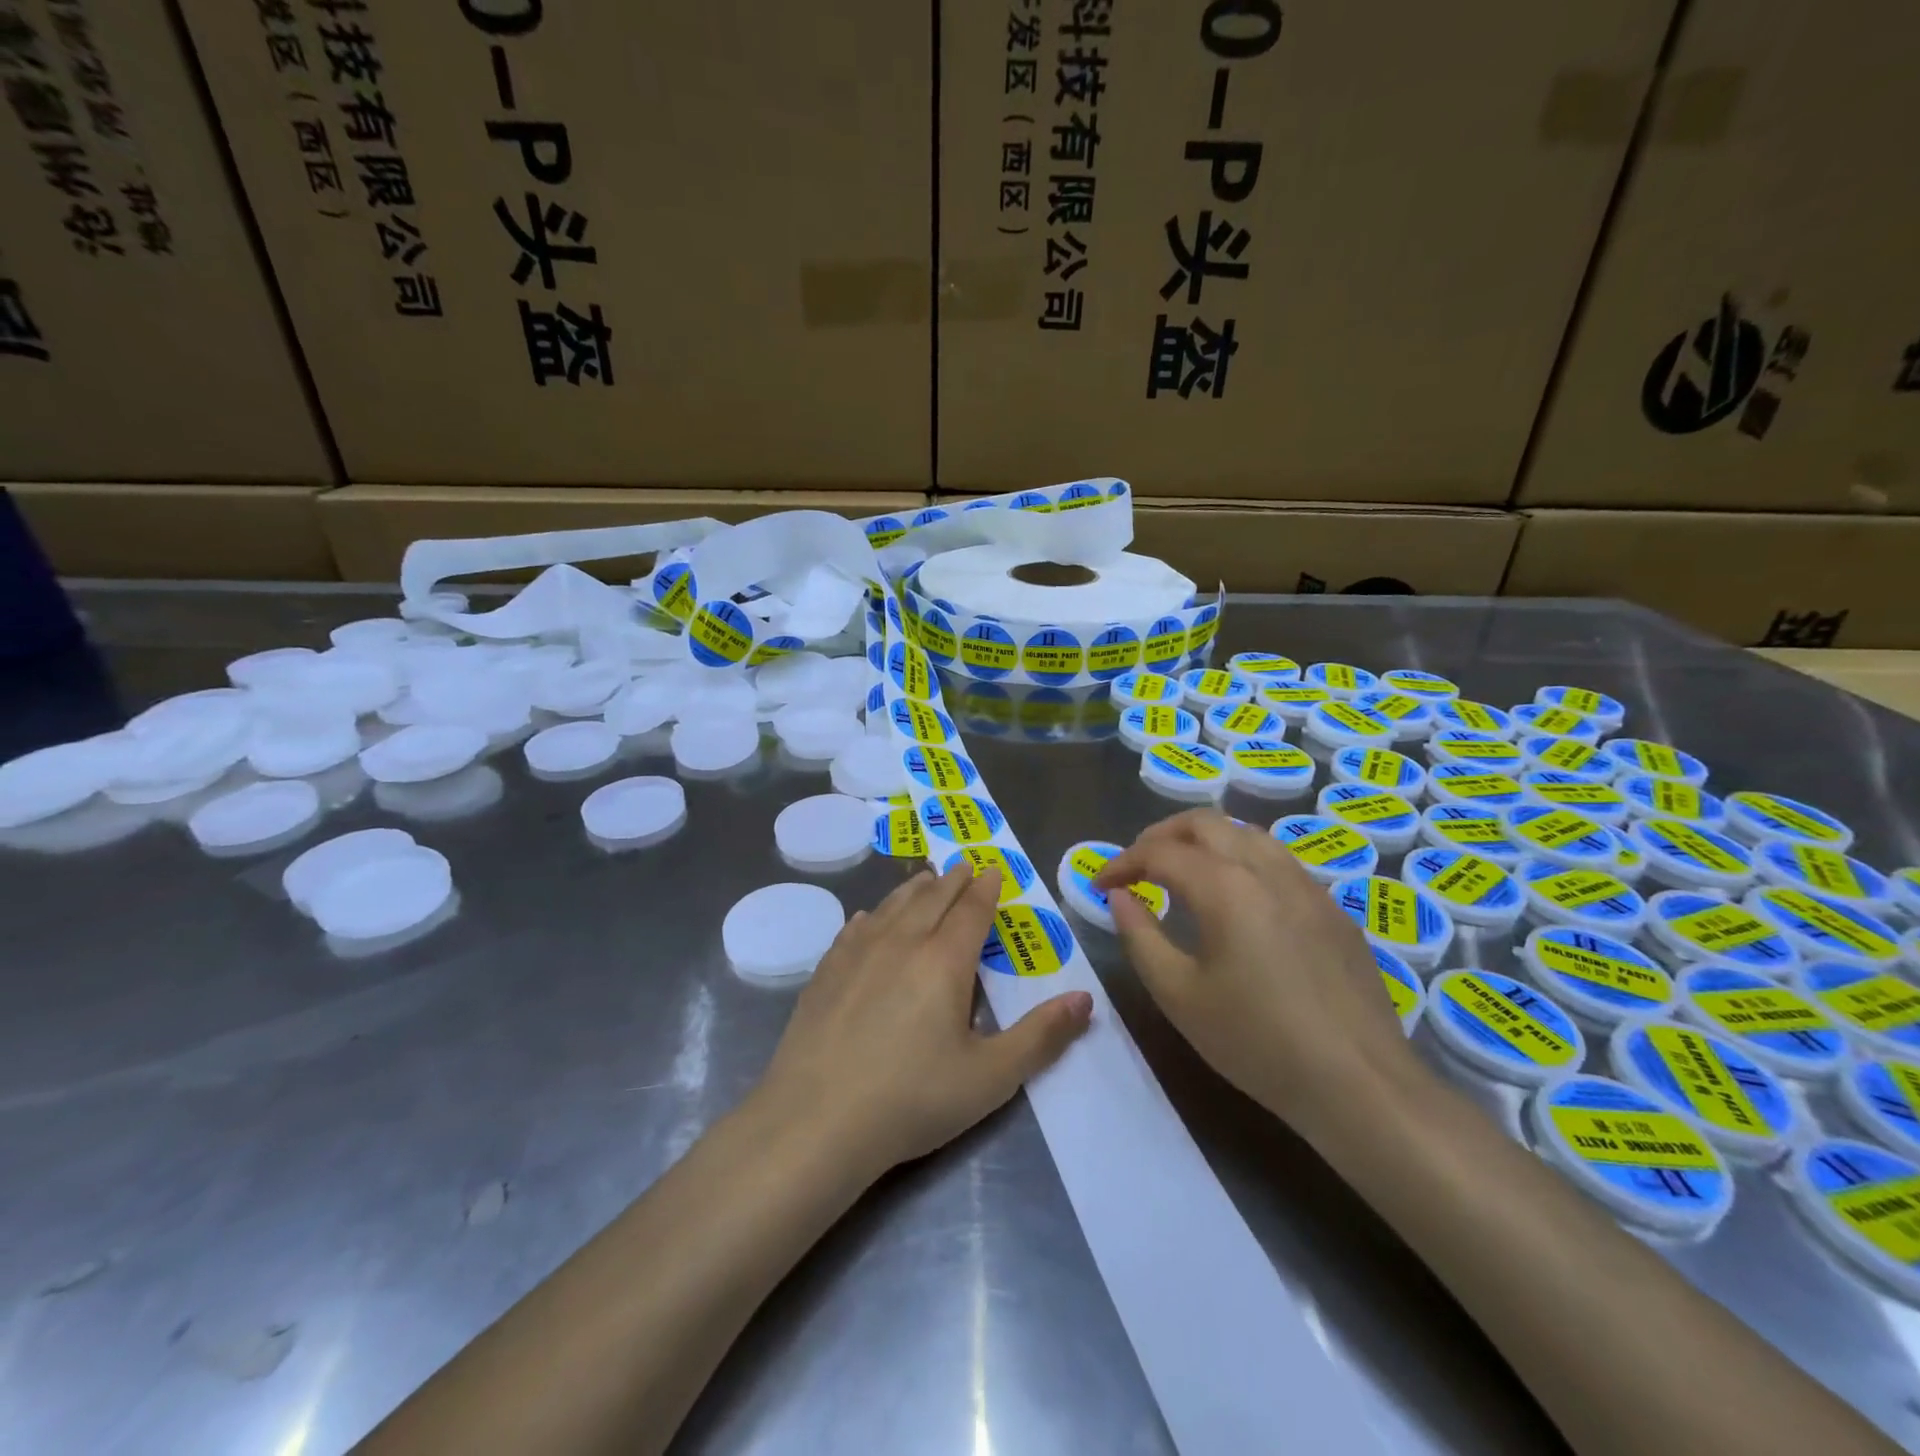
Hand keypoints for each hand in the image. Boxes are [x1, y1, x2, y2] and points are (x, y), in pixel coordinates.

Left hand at [752, 864, 1093, 1181]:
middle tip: (965, 865)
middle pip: (932, 898)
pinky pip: (854, 929)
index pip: (971, 910)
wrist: (816, 1120)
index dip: (986, 889)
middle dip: (954, 880)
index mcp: (944, 960)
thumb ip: (1041, 1036)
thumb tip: (1086, 999)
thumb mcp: (990, 1077)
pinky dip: (871, 916)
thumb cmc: (912, 1098)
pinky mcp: (825, 972)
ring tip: (926, 879)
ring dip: (914, 889)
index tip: (994, 870)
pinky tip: (868, 918)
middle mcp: (901, 942)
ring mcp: (857, 953)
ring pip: (892, 906)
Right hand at [1093, 809, 1417, 1137]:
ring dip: (1204, 841)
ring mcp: (1307, 885)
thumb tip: (1120, 897)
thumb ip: (1140, 937)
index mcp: (1225, 886)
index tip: (1100, 884)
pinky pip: (1278, 861)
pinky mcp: (1333, 909)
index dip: (1122, 862)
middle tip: (1136, 866)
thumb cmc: (1257, 1042)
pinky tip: (1237, 900)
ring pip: (1246, 832)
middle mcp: (1267, 869)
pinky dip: (1241, 860)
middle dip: (1160, 836)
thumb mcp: (1179, 995)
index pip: (1160, 851)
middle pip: (1205, 822)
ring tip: (1182, 873)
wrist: (1361, 1084)